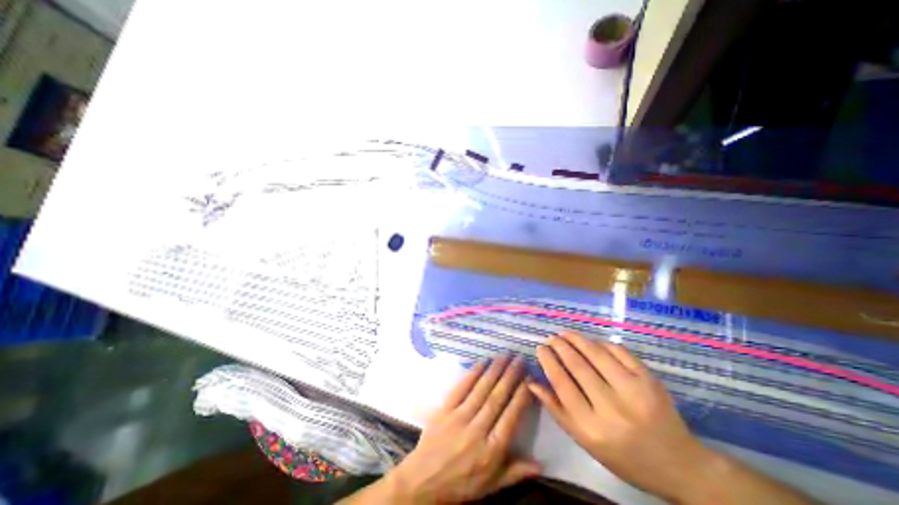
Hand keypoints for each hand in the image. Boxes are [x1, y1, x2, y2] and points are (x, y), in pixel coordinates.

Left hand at [344, 355, 540, 504]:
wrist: (423, 481)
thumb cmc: (461, 484)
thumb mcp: (491, 485)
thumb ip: (515, 472)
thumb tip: (541, 464)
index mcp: (492, 450)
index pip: (511, 416)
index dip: (521, 396)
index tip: (529, 379)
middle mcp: (478, 429)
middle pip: (497, 397)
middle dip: (510, 376)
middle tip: (520, 359)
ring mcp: (460, 416)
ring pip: (481, 389)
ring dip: (495, 370)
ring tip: (505, 355)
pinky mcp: (446, 408)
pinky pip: (462, 387)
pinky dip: (473, 373)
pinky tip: (483, 362)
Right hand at [528, 332, 712, 502]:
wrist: (679, 465)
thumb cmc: (624, 455)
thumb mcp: (585, 441)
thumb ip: (556, 410)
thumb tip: (532, 382)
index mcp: (592, 428)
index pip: (562, 384)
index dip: (548, 361)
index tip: (540, 348)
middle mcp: (612, 409)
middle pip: (577, 366)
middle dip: (560, 346)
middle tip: (551, 338)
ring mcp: (634, 392)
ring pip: (596, 354)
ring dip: (577, 339)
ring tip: (565, 334)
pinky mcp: (650, 380)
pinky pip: (619, 352)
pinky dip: (601, 343)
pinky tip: (591, 342)